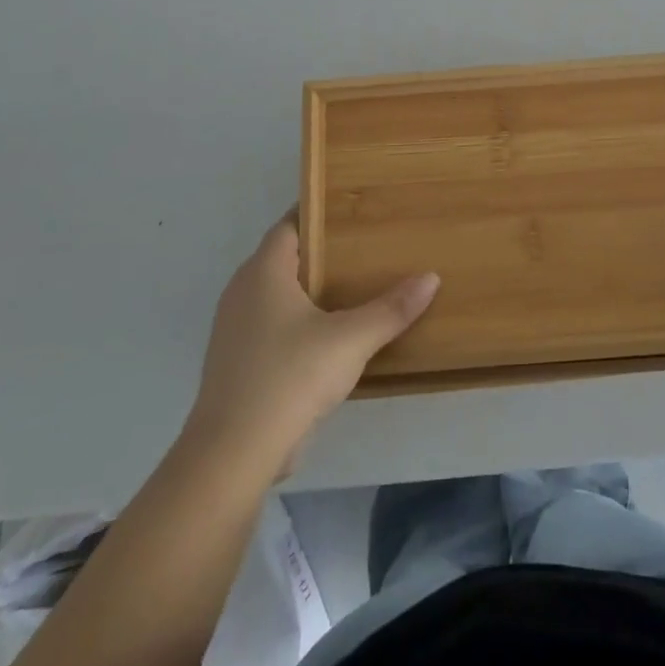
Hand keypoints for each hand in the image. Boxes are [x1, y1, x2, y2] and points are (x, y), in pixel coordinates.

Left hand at [187, 211, 439, 472]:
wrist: (233, 452)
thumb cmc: (289, 376)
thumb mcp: (351, 340)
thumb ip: (391, 309)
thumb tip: (431, 278)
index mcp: (263, 273)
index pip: (288, 226)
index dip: (315, 215)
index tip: (349, 212)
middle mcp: (241, 292)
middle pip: (281, 258)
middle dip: (318, 253)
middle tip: (362, 248)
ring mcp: (234, 330)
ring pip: (274, 295)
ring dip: (307, 291)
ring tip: (351, 290)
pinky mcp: (237, 363)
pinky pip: (270, 326)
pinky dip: (296, 322)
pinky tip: (327, 337)